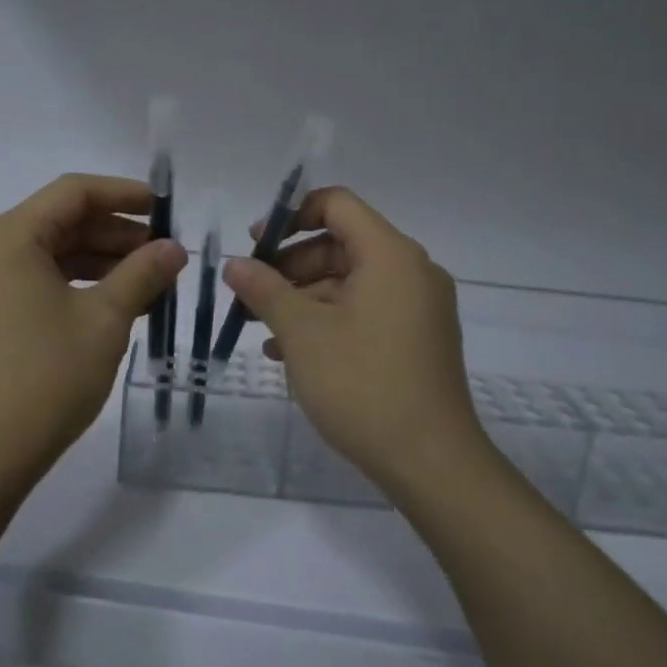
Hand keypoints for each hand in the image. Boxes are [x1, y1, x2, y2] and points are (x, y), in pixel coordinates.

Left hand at [0, 174, 186, 485]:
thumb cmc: (46, 377)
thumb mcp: (105, 320)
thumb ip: (142, 274)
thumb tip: (174, 249)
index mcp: (9, 237)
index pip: (73, 192)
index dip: (124, 194)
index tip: (165, 208)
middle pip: (60, 221)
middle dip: (116, 233)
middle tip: (165, 253)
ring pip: (50, 253)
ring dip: (100, 260)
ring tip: (149, 280)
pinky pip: (36, 280)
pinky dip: (76, 284)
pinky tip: (115, 302)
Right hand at [223, 187, 479, 489]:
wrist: (431, 462)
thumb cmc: (362, 384)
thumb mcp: (302, 332)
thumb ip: (265, 289)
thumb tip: (235, 264)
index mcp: (390, 255)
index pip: (337, 204)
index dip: (291, 216)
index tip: (256, 244)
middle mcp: (412, 271)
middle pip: (341, 244)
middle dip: (290, 266)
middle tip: (251, 294)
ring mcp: (419, 308)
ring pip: (351, 282)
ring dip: (304, 299)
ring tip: (264, 331)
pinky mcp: (418, 340)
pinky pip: (367, 311)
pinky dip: (329, 321)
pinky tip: (293, 353)